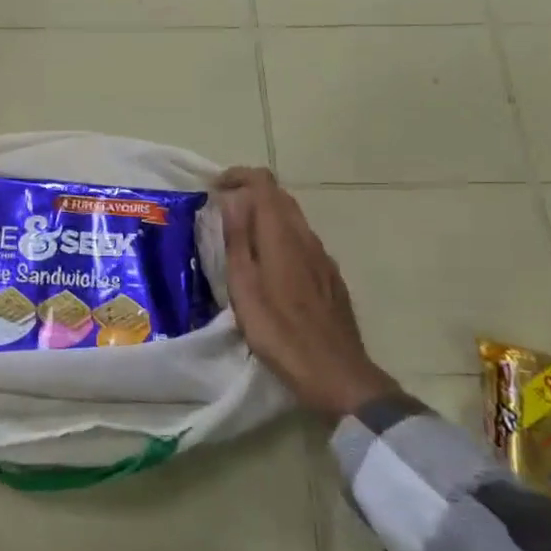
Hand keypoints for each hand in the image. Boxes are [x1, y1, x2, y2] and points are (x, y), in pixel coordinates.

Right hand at [216, 167, 395, 419]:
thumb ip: (238, 240)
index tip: (214, 188)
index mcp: (283, 235)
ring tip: (238, 239)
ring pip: (292, 220)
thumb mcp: (245, 287)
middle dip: (249, 194)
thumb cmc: (280, 332)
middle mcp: (307, 237)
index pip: (264, 183)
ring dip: (264, 217)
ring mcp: (323, 258)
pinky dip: (280, 238)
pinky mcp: (330, 279)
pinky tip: (268, 266)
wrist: (336, 374)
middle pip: (280, 198)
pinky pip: (302, 243)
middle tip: (220, 212)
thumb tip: (232, 199)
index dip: (238, 176)